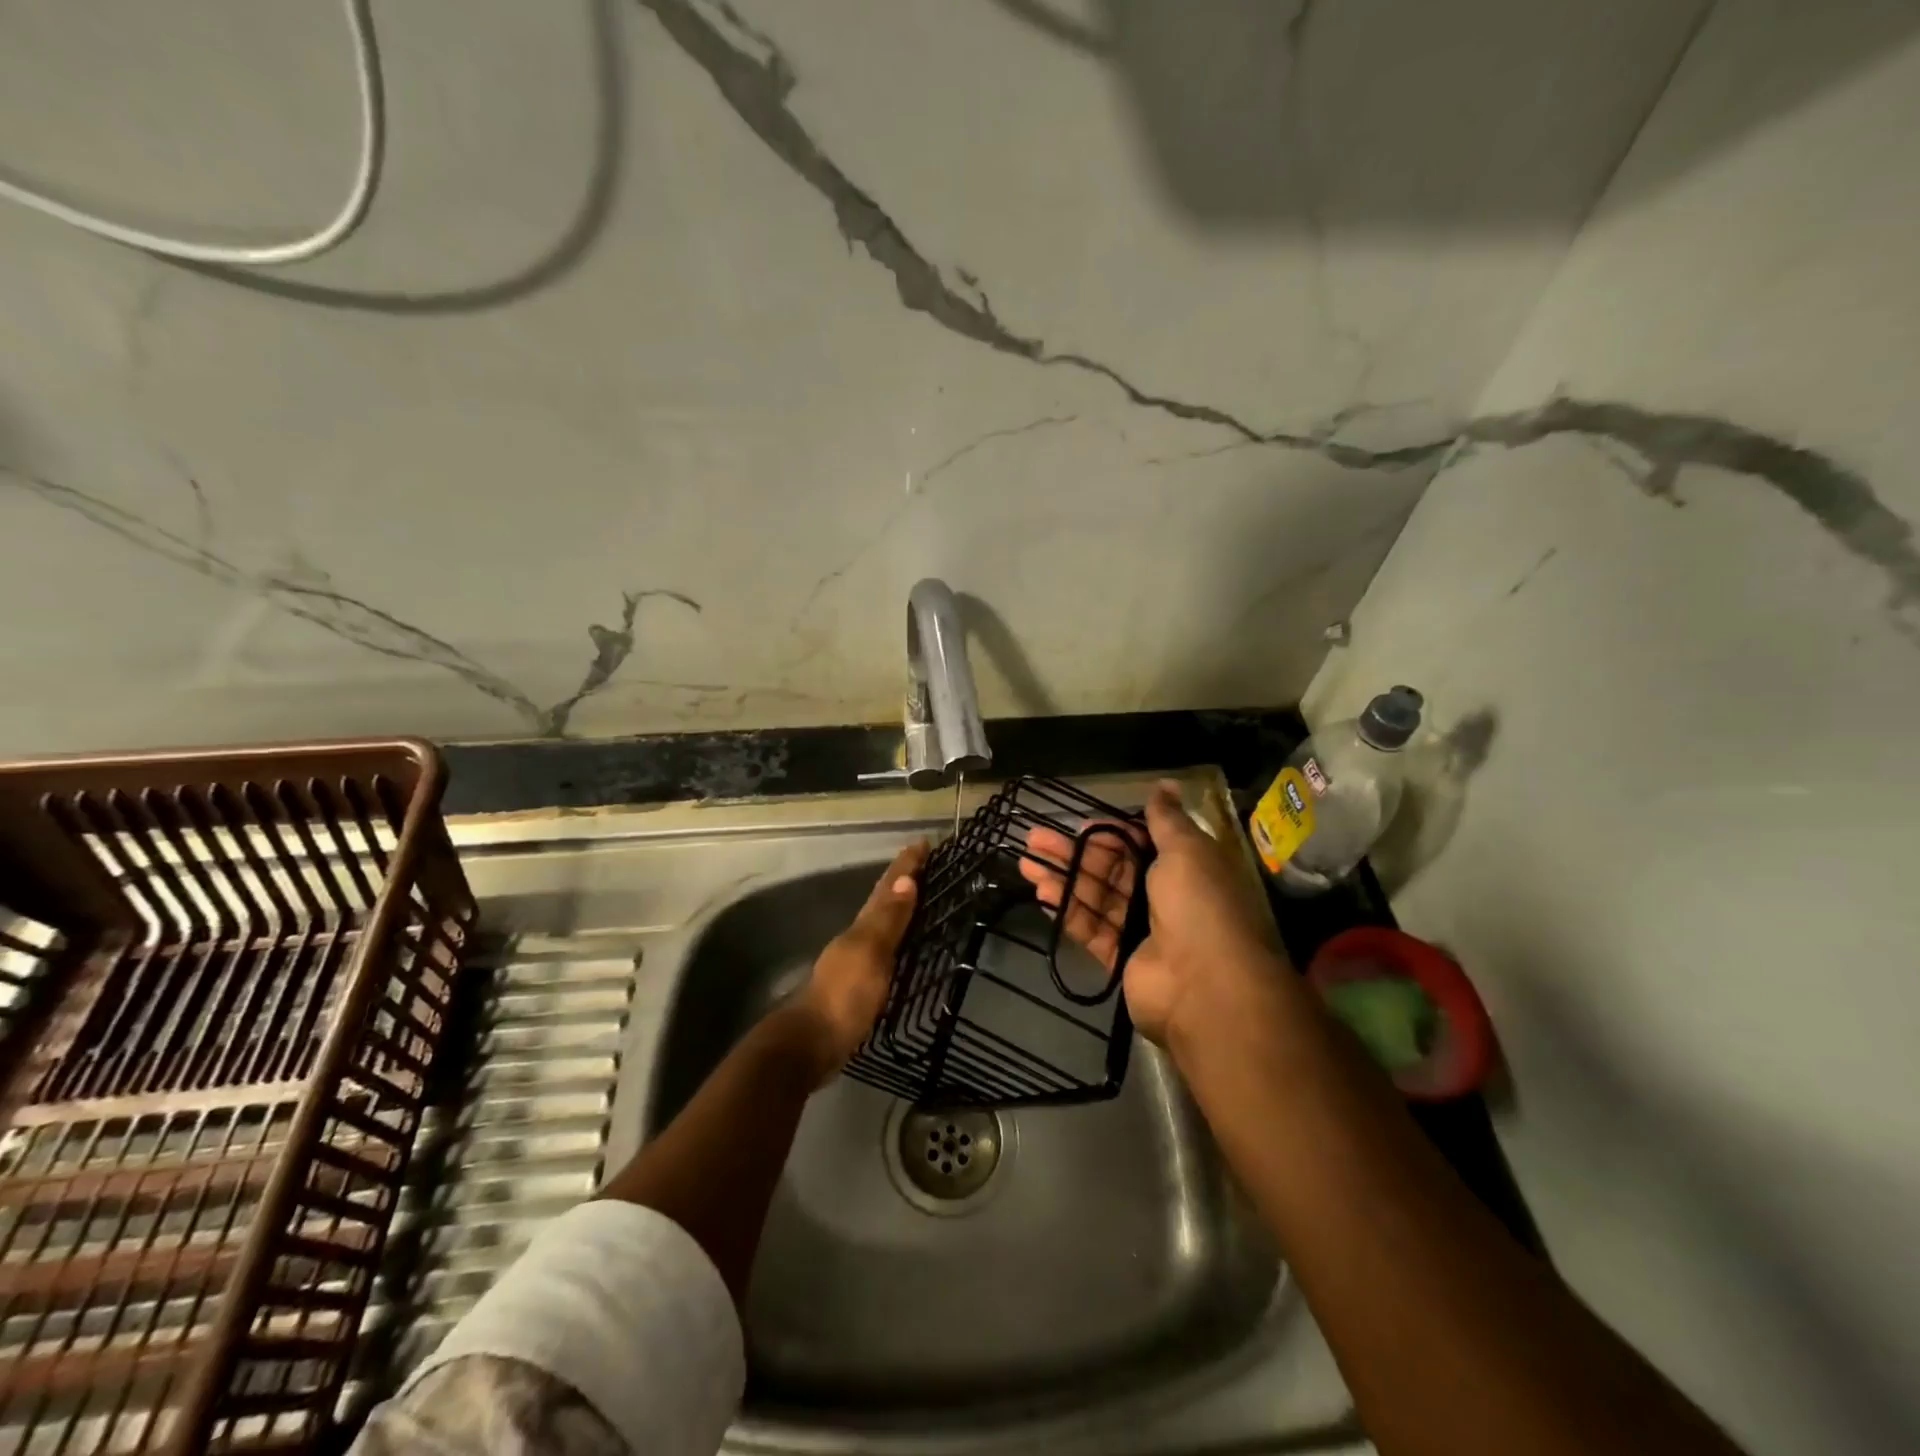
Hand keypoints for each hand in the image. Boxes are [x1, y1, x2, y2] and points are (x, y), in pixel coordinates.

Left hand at [791, 840, 928, 1083]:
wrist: (810, 1045)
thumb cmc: (844, 996)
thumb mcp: (871, 954)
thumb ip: (889, 920)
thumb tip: (907, 880)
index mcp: (862, 927)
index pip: (887, 888)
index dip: (905, 866)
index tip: (923, 842)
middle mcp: (856, 938)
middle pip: (881, 902)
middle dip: (902, 881)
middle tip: (924, 864)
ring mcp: (853, 962)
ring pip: (879, 924)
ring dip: (897, 907)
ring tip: (917, 897)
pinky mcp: (856, 987)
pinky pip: (881, 951)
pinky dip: (894, 938)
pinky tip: (901, 947)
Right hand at [1019, 780, 1281, 1046]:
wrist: (1207, 986)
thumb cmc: (1199, 905)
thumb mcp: (1187, 850)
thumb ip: (1166, 819)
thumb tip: (1166, 783)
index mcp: (1182, 866)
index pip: (1137, 842)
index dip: (1107, 833)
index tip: (1077, 826)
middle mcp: (1162, 895)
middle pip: (1109, 868)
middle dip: (1072, 853)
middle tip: (1033, 840)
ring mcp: (1141, 929)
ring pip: (1094, 896)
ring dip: (1061, 879)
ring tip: (1025, 864)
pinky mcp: (1121, 958)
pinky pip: (1090, 928)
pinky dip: (1067, 911)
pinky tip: (1041, 895)